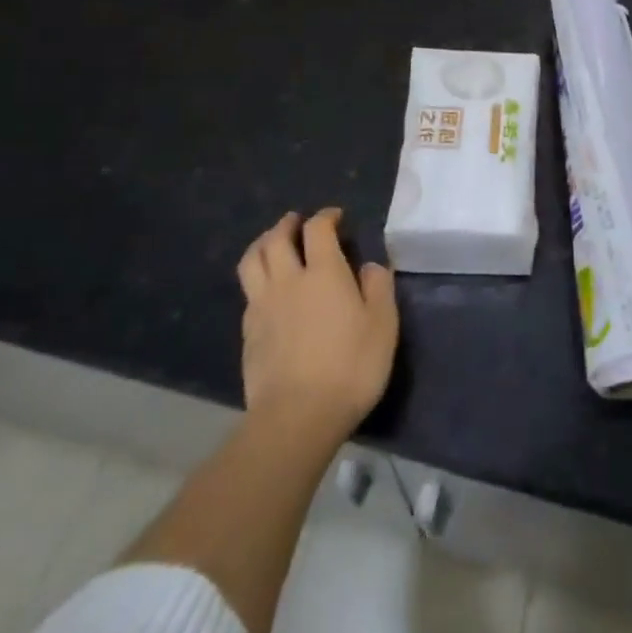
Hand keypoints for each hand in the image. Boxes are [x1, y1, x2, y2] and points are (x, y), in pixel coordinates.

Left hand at [237, 208, 398, 444]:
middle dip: (287, 224)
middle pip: (276, 239)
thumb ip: (378, 287)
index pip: (318, 229)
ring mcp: (263, 306)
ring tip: (273, 244)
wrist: (297, 416)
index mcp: (324, 273)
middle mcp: (289, 280)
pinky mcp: (248, 333)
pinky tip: (267, 290)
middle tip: (297, 222)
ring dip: (262, 244)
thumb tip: (370, 266)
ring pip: (252, 261)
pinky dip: (257, 279)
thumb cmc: (351, 366)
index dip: (326, 216)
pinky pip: (248, 292)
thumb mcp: (383, 325)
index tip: (336, 217)